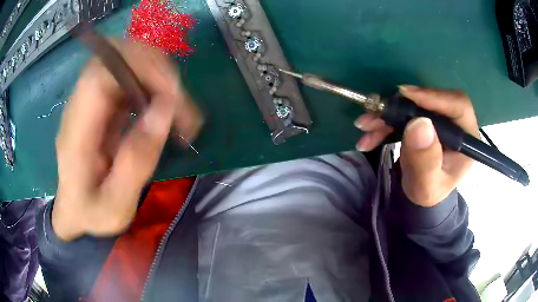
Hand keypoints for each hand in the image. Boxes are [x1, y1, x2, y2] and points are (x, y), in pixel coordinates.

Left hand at [53, 40, 201, 240]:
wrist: (74, 211)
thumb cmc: (92, 214)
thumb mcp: (116, 206)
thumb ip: (136, 162)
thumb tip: (164, 111)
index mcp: (75, 133)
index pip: (101, 74)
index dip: (139, 70)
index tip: (173, 95)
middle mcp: (79, 106)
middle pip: (114, 56)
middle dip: (154, 66)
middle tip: (180, 100)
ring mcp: (89, 100)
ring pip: (124, 60)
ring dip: (155, 73)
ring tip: (177, 106)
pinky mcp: (99, 102)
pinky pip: (127, 75)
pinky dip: (151, 82)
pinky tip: (162, 106)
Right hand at [355, 86, 478, 206]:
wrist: (420, 192)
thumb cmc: (428, 191)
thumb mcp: (427, 185)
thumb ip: (426, 161)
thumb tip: (419, 124)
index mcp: (466, 137)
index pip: (458, 105)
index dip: (434, 96)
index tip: (406, 95)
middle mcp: (454, 122)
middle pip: (431, 101)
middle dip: (400, 107)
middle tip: (375, 114)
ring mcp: (437, 119)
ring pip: (413, 105)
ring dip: (386, 115)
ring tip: (365, 127)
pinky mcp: (423, 119)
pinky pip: (403, 113)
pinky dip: (385, 122)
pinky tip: (369, 134)